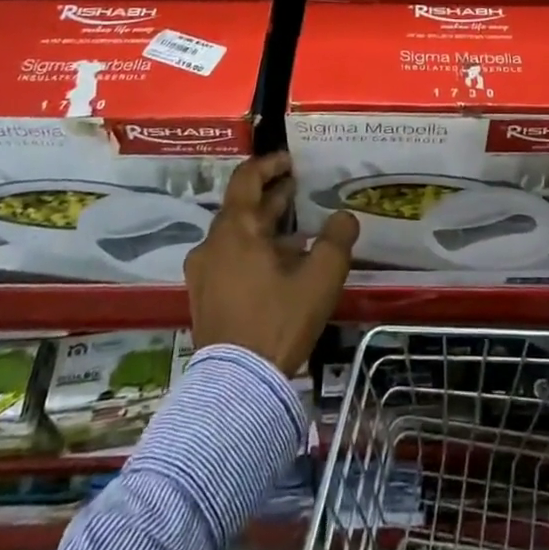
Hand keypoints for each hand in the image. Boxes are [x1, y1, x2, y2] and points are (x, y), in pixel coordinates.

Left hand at [185, 152, 358, 375]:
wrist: (237, 387)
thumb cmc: (278, 320)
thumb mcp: (320, 277)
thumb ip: (336, 240)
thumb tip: (344, 217)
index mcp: (235, 230)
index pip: (246, 179)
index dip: (270, 164)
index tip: (292, 161)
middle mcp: (212, 245)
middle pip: (242, 207)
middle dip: (272, 197)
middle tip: (300, 190)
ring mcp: (204, 274)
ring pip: (237, 236)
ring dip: (265, 228)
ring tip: (298, 232)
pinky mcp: (205, 299)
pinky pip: (230, 260)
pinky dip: (254, 252)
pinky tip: (281, 267)